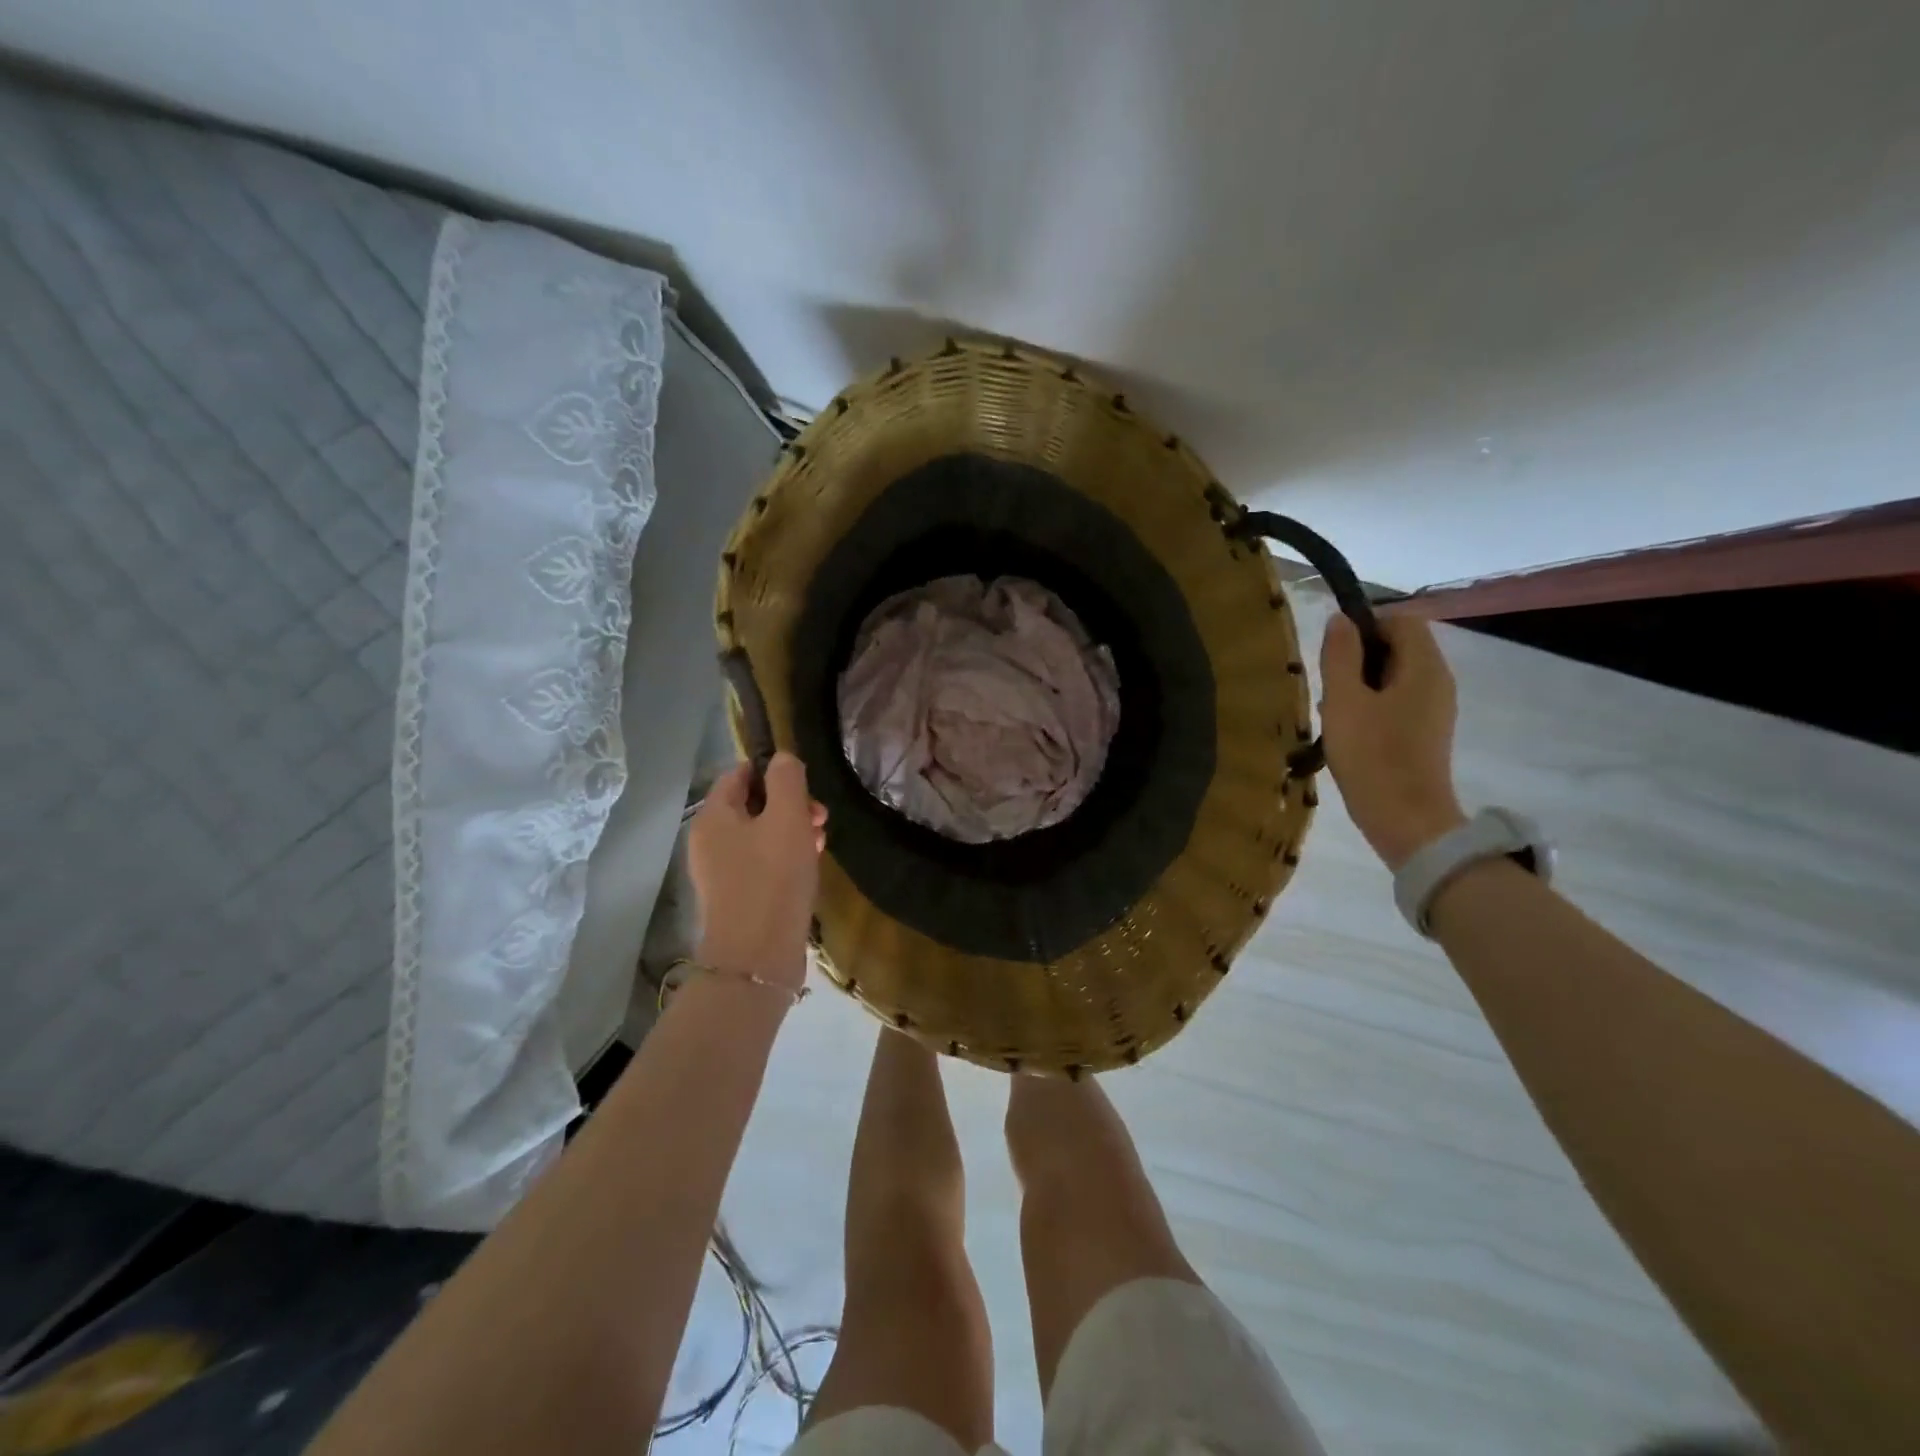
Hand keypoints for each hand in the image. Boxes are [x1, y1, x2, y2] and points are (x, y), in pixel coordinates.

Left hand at [688, 753, 827, 990]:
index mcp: (714, 815)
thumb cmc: (773, 878)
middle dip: (791, 805)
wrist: (758, 956)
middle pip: (752, 804)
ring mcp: (721, 871)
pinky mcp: (737, 896)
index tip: (806, 788)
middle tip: (821, 819)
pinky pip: (761, 863)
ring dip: (792, 832)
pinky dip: (785, 858)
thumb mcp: (787, 818)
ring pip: (761, 835)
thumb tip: (782, 759)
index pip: (740, 773)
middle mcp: (709, 840)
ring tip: (820, 845)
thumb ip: (787, 780)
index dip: (775, 772)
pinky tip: (808, 868)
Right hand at [1319, 613, 1466, 869]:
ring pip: (1396, 675)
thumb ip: (1341, 655)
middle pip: (1400, 646)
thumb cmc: (1371, 755)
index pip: (1400, 619)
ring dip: (1362, 683)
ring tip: (1334, 712)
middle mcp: (1439, 680)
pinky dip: (1373, 705)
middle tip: (1329, 686)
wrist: (1405, 818)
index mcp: (1424, 666)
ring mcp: (1436, 708)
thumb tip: (1341, 619)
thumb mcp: (1344, 701)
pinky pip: (1399, 700)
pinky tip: (1350, 730)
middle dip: (1359, 657)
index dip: (1365, 625)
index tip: (1334, 653)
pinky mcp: (1427, 731)